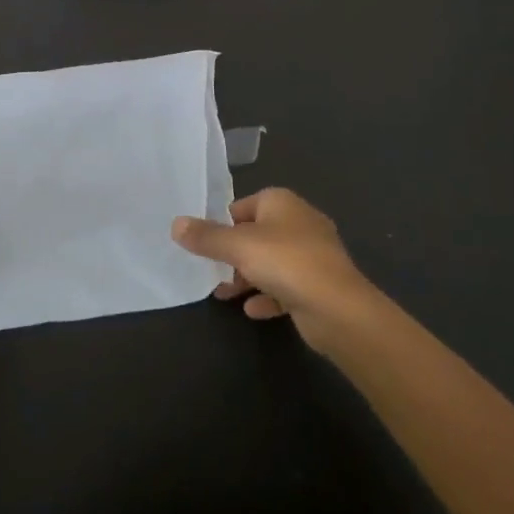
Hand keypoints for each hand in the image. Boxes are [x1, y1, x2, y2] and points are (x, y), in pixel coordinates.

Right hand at [171, 187, 379, 350]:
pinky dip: (269, 296)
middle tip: (210, 270)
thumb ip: (206, 237)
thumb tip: (175, 223)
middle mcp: (300, 222)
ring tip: (223, 294)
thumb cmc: (286, 262)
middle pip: (257, 234)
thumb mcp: (238, 246)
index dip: (224, 222)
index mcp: (282, 202)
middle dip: (233, 254)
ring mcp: (313, 255)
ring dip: (248, 277)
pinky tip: (252, 311)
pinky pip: (287, 287)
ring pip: (271, 262)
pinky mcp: (319, 285)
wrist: (338, 308)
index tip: (205, 242)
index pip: (245, 204)